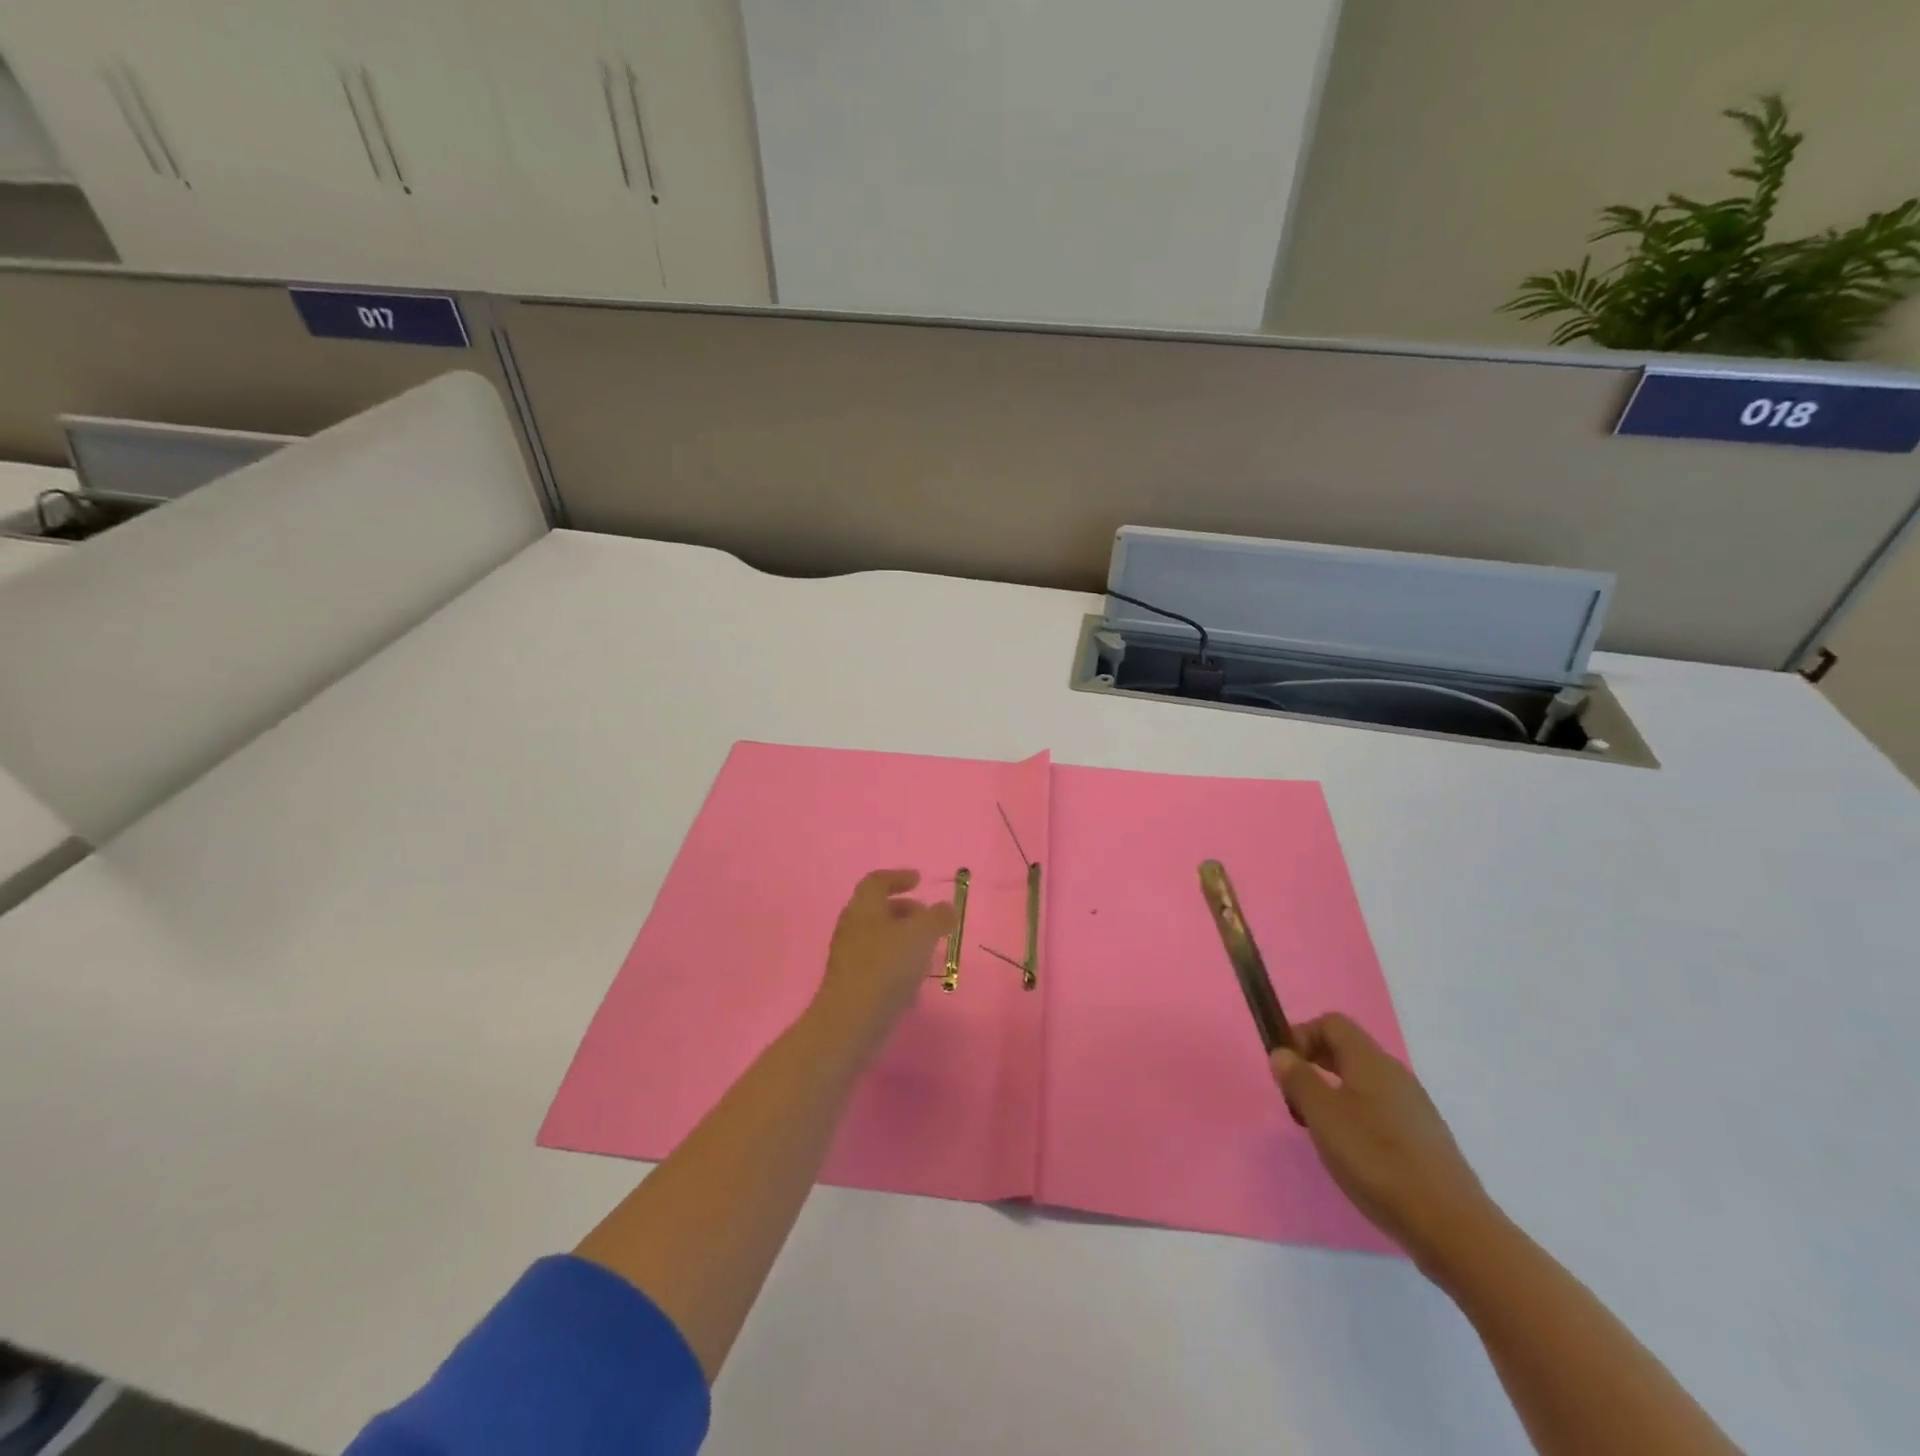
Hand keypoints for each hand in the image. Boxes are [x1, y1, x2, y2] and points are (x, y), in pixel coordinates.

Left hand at [808, 869, 957, 1056]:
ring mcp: (848, 956)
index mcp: (864, 907)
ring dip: (901, 937)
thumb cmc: (886, 968)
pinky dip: (894, 960)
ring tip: (926, 949)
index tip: (918, 880)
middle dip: (903, 909)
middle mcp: (852, 926)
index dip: (898, 877)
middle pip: (876, 908)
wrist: (850, 1022)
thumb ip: (937, 917)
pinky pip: (875, 961)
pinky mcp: (850, 982)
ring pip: (877, 936)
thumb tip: (945, 908)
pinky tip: (912, 977)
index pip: (877, 881)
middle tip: (927, 917)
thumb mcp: (920, 935)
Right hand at [1272, 1013, 1500, 1272]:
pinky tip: (1353, 1155)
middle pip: (1347, 1051)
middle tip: (1295, 1099)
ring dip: (1332, 1094)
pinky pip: (1380, 1111)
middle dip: (1313, 1066)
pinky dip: (1356, 1119)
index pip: (1331, 1023)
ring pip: (1362, 1083)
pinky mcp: (1424, 1140)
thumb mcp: (1323, 1116)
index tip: (1284, 1068)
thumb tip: (1282, 1053)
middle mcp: (1395, 1075)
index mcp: (1371, 1061)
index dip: (1301, 1035)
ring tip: (1320, 1131)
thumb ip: (1298, 1079)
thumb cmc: (1377, 1160)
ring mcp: (1414, 1108)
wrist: (1452, 1227)